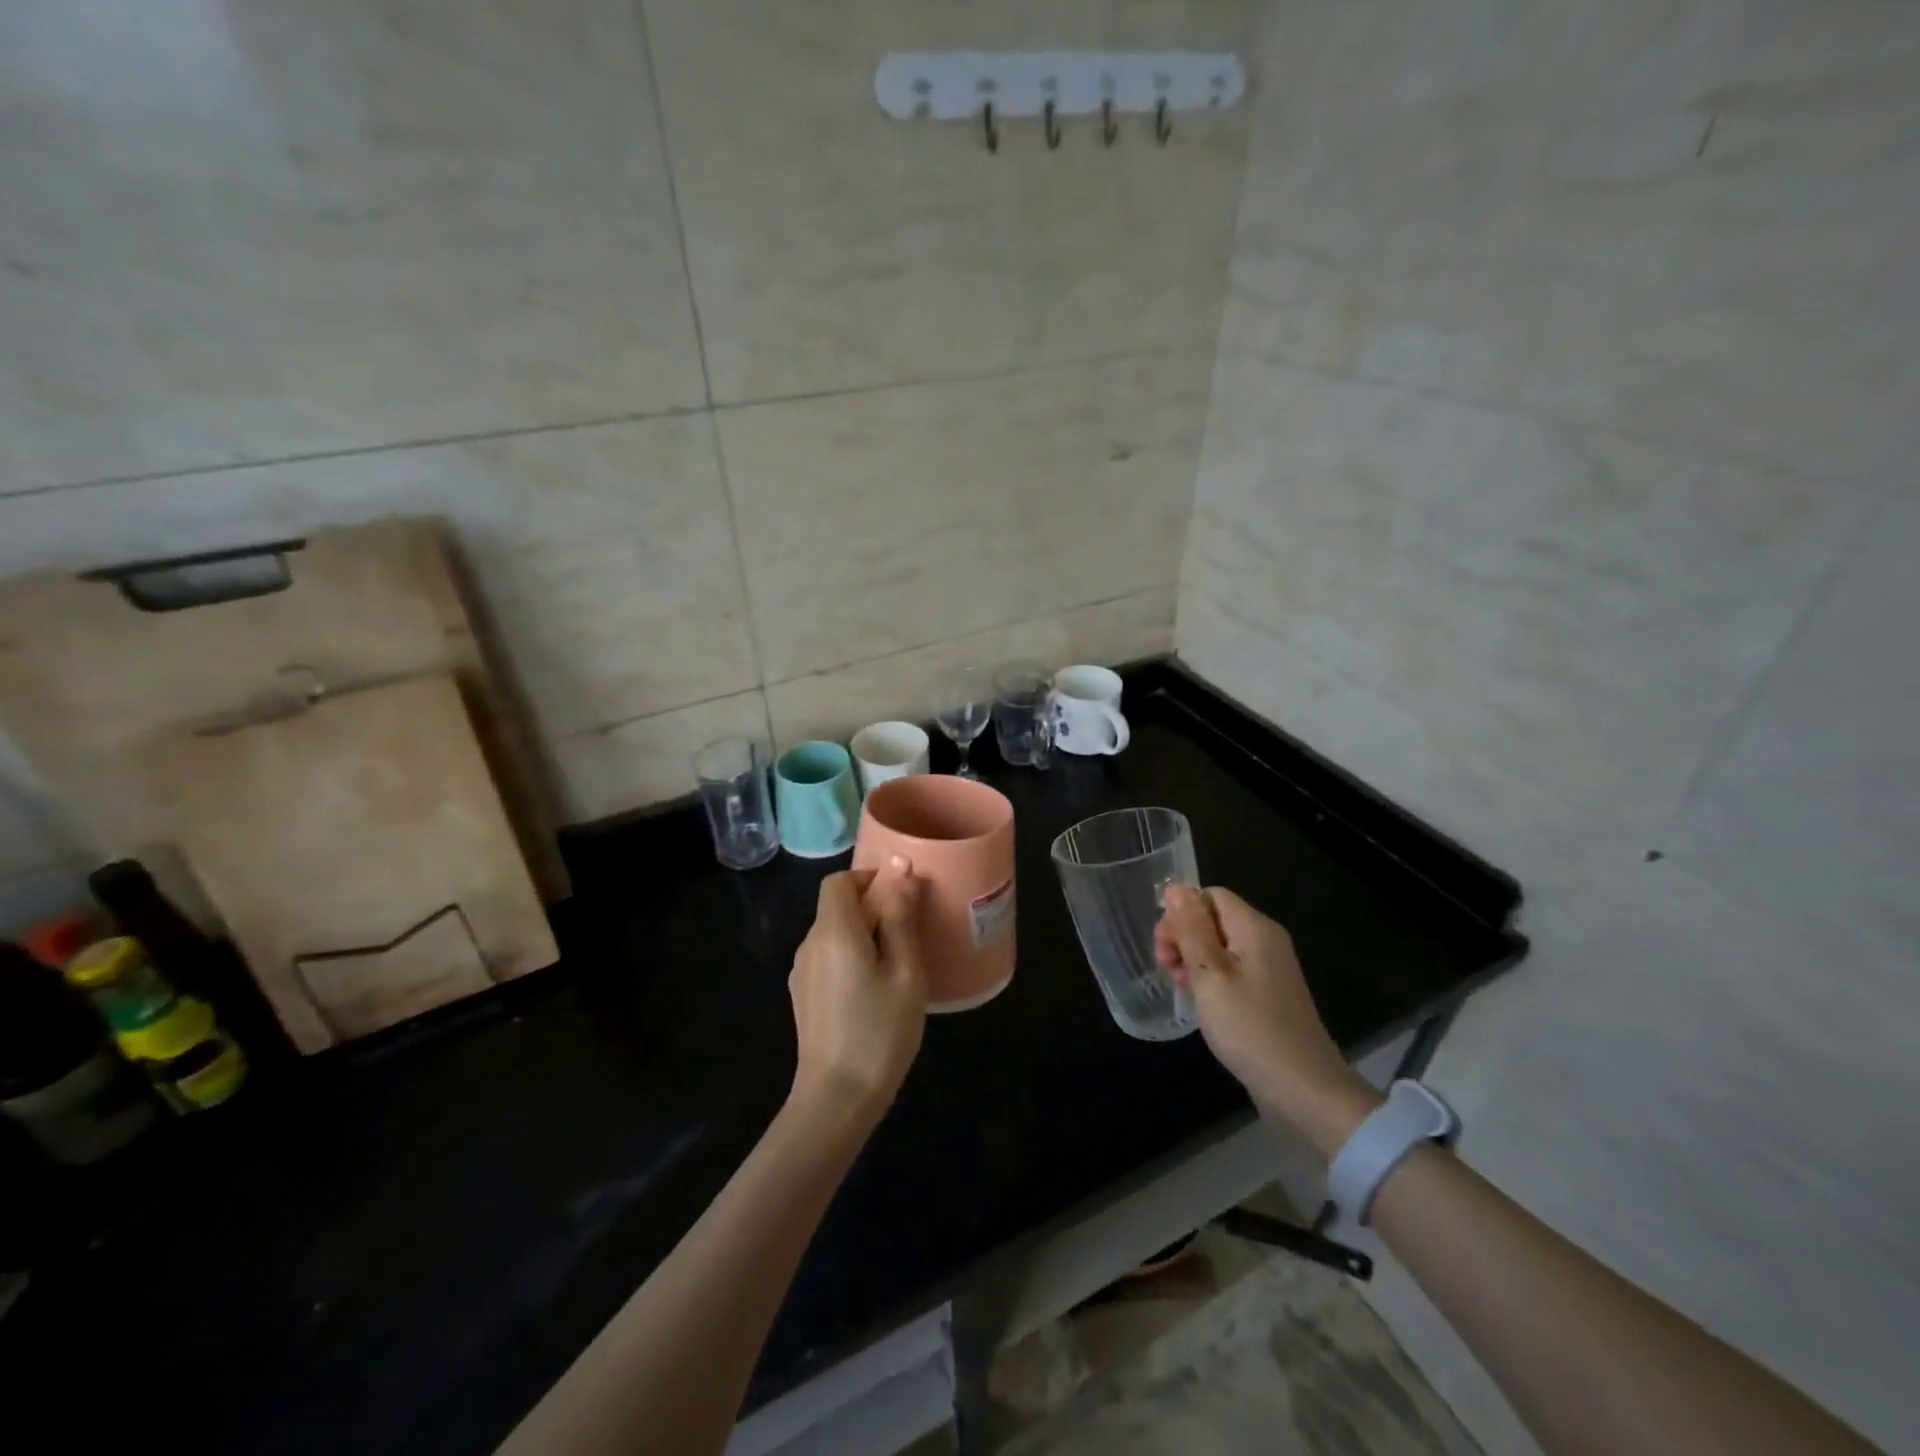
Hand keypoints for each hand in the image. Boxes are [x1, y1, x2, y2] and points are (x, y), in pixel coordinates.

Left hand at [787, 861, 928, 1128]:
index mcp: (833, 931)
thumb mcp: (905, 971)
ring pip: (834, 934)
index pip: (839, 881)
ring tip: (898, 964)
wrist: (837, 1098)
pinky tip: (875, 990)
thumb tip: (900, 868)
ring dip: (864, 935)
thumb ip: (900, 917)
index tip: (901, 897)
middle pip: (837, 906)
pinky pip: (829, 958)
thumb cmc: (879, 1030)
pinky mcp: (804, 996)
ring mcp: (802, 972)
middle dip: (873, 908)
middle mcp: (810, 944)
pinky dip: (852, 957)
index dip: (869, 878)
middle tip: (910, 935)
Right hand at [1156, 885, 1379, 1156]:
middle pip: (1214, 918)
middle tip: (1167, 970)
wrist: (1304, 1090)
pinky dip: (1210, 978)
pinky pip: (1232, 970)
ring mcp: (1270, 968)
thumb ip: (1191, 929)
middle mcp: (1266, 940)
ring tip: (1180, 989)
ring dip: (1193, 959)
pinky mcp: (1269, 994)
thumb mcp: (1210, 975)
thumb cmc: (1250, 1028)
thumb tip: (1176, 887)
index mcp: (1254, 928)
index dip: (1180, 914)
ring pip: (1219, 945)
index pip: (1209, 895)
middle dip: (1183, 937)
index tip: (1164, 949)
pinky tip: (1200, 1002)